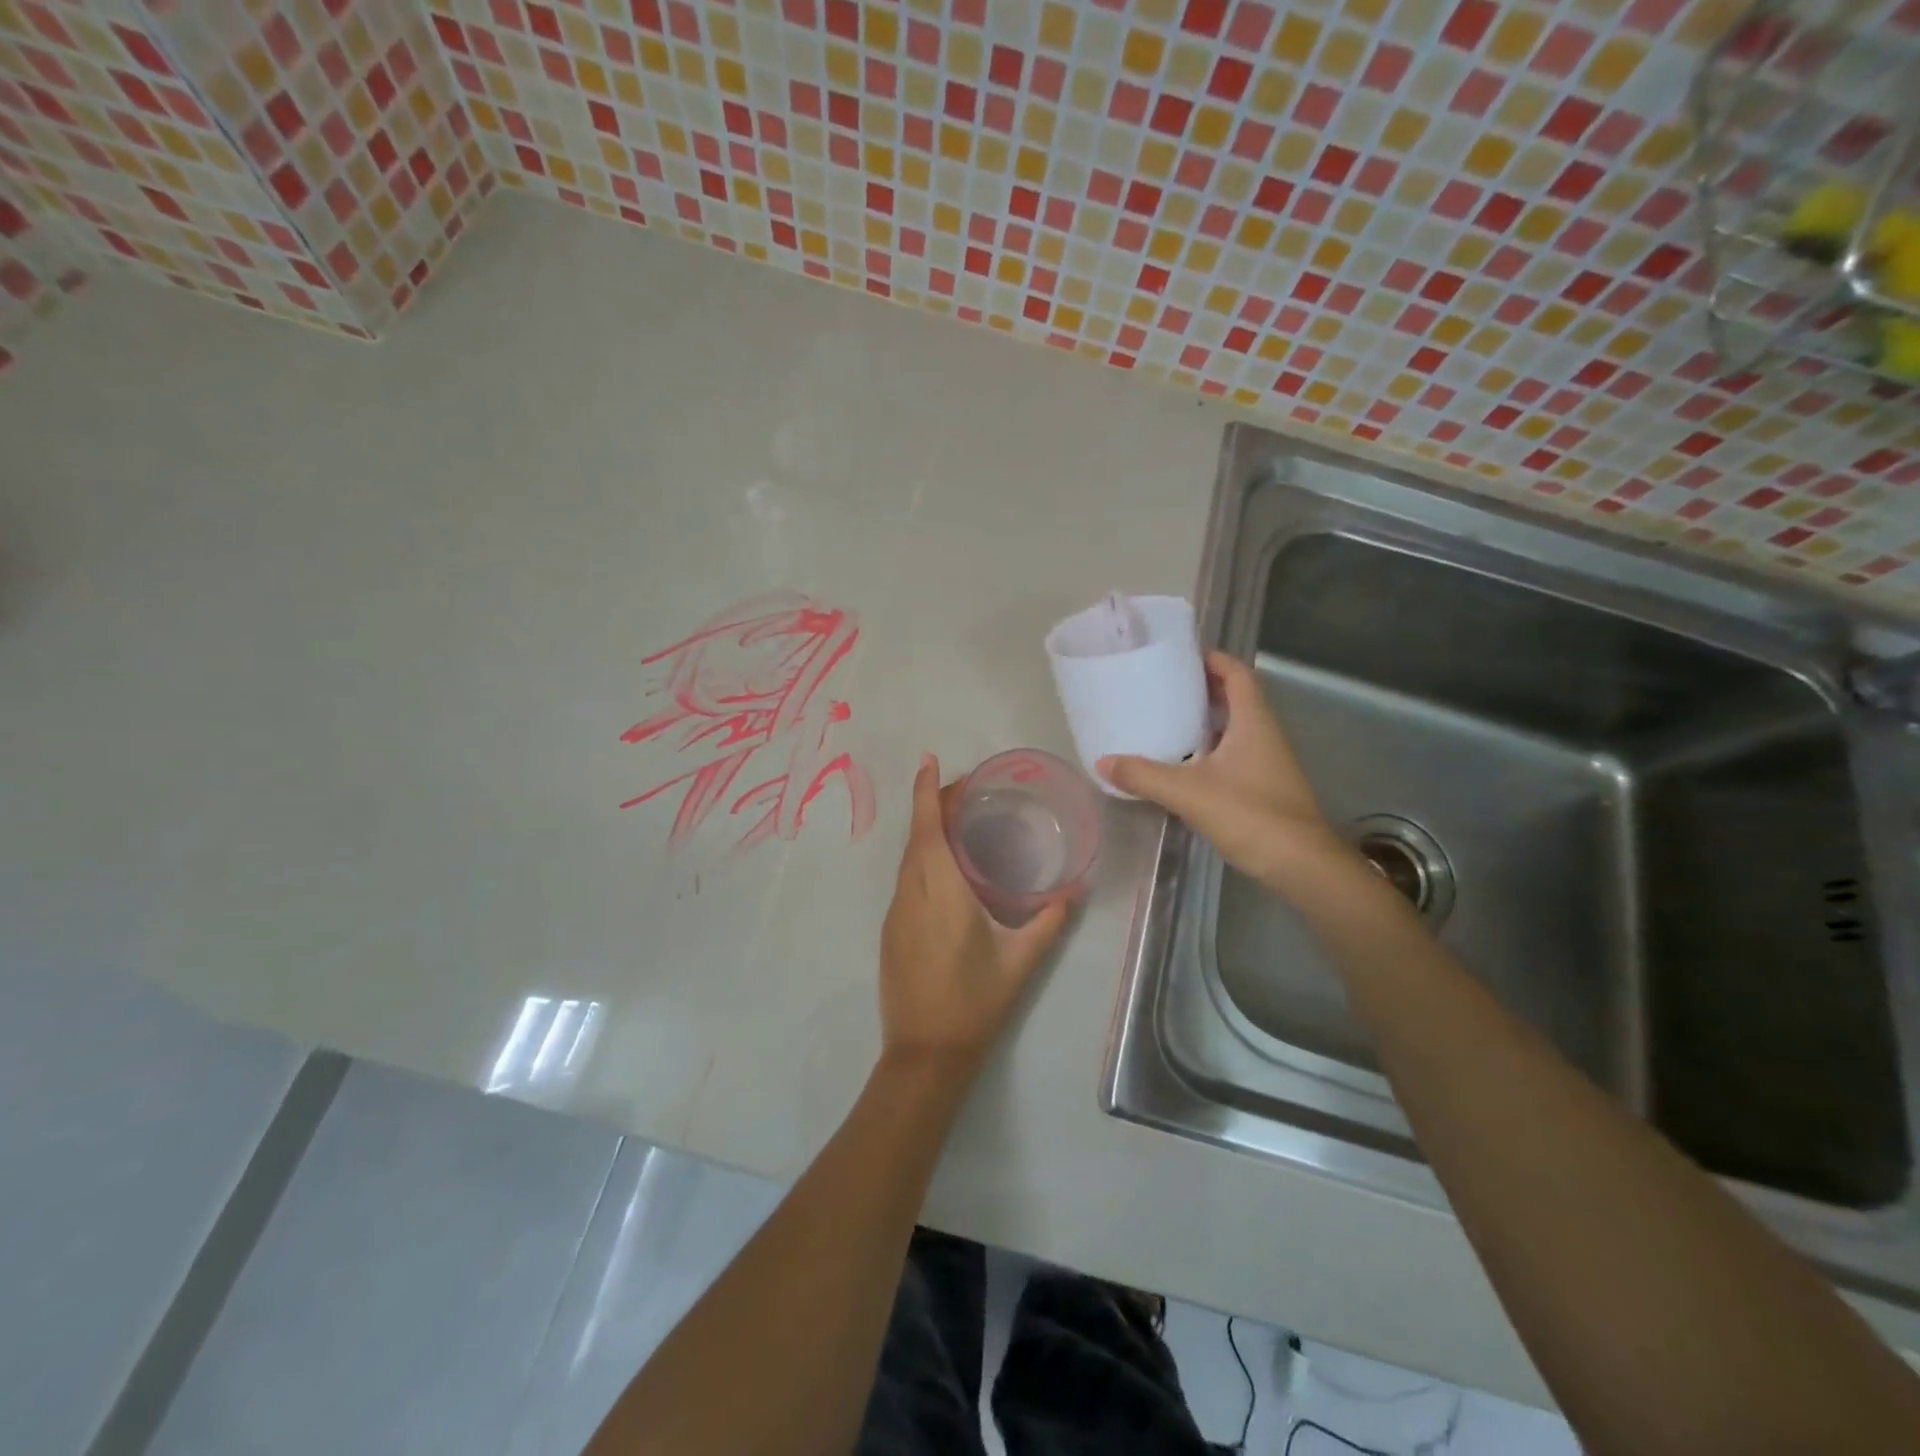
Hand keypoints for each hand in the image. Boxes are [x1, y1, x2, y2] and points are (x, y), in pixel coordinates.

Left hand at [877, 755, 1069, 1076]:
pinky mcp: (891, 931)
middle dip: (930, 804)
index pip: (927, 829)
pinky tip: (943, 868)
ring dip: (924, 832)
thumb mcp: (1020, 962)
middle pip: (915, 837)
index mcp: (941, 893)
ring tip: (954, 820)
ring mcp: (896, 913)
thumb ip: (1049, 921)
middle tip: (962, 789)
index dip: (925, 792)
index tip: (928, 760)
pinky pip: (905, 880)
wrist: (925, 1054)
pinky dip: (920, 858)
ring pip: (907, 859)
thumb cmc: (975, 1003)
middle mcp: (911, 894)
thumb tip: (1075, 890)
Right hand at [1100, 650, 1348, 888]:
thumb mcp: (1188, 792)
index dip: (1213, 659)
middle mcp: (1265, 735)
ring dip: (1205, 721)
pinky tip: (1183, 765)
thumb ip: (1144, 775)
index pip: (1237, 674)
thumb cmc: (1250, 814)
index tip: (1180, 656)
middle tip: (1162, 688)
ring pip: (1235, 729)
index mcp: (1253, 722)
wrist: (1300, 864)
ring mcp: (1268, 762)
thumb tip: (1103, 762)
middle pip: (1236, 698)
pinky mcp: (1265, 788)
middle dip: (1202, 689)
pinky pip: (1234, 755)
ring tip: (1165, 721)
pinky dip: (1209, 751)